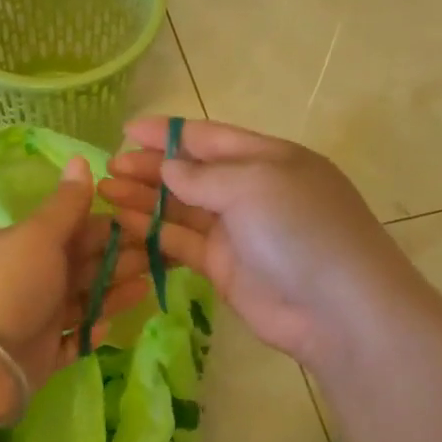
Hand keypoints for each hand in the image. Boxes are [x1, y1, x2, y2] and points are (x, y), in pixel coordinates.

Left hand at [0, 156, 147, 420]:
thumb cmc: (10, 286)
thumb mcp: (38, 236)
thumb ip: (65, 205)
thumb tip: (81, 158)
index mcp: (31, 245)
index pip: (78, 230)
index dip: (112, 227)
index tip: (150, 224)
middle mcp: (35, 279)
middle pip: (84, 266)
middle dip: (120, 260)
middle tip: (163, 255)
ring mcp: (38, 319)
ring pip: (83, 302)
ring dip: (112, 294)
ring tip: (148, 287)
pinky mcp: (42, 355)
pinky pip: (73, 342)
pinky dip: (90, 334)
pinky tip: (109, 326)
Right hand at [99, 118, 420, 368]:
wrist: (337, 310)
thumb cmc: (300, 231)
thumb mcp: (254, 185)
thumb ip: (203, 176)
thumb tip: (169, 168)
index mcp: (267, 159)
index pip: (208, 138)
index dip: (166, 133)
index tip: (125, 131)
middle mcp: (250, 191)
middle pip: (190, 173)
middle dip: (149, 168)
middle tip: (107, 169)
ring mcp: (236, 232)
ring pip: (181, 209)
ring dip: (144, 200)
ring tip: (104, 194)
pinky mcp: (223, 268)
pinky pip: (181, 244)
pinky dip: (152, 234)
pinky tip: (122, 226)